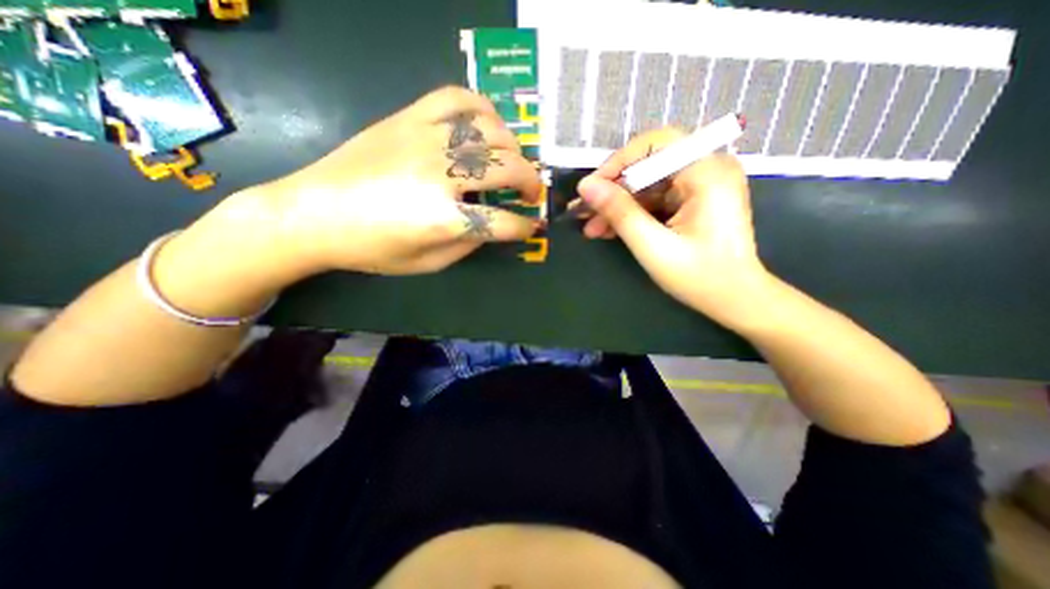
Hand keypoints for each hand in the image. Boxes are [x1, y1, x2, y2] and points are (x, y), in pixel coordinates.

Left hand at [250, 86, 541, 274]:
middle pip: (508, 169)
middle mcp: (440, 175)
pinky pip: (456, 98)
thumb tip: (494, 226)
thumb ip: (468, 244)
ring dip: (513, 148)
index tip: (532, 226)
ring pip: (491, 130)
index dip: (524, 227)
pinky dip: (482, 108)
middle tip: (531, 193)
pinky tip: (486, 125)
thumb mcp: (427, 263)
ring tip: (511, 161)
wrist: (313, 212)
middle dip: (531, 183)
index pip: (504, 222)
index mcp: (443, 219)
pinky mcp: (408, 117)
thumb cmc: (371, 248)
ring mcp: (425, 139)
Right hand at [574, 129, 768, 328]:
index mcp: (707, 173)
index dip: (618, 163)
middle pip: (648, 166)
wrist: (735, 299)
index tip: (592, 189)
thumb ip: (620, 213)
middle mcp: (708, 169)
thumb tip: (586, 186)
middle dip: (613, 191)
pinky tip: (611, 230)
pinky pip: (656, 198)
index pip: (655, 145)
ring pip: (648, 185)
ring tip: (592, 228)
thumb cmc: (700, 277)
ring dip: (619, 206)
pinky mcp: (695, 199)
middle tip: (585, 213)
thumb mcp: (653, 246)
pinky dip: (633, 213)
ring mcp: (702, 184)